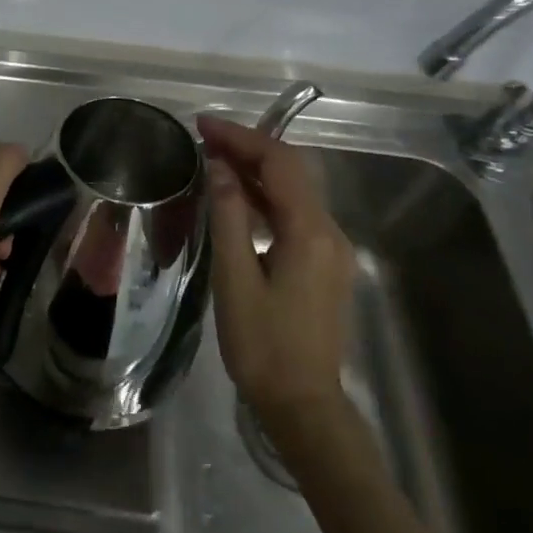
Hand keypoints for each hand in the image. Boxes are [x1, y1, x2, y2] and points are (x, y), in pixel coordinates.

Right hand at [200, 115, 355, 429]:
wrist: (304, 407)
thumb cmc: (263, 346)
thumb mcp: (236, 279)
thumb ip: (229, 217)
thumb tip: (220, 167)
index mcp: (310, 232)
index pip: (279, 163)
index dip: (241, 137)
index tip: (202, 126)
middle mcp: (329, 232)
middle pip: (291, 170)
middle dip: (248, 147)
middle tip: (204, 138)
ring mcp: (331, 248)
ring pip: (294, 190)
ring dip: (256, 170)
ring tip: (213, 160)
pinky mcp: (324, 264)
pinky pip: (295, 213)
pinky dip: (266, 195)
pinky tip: (237, 197)